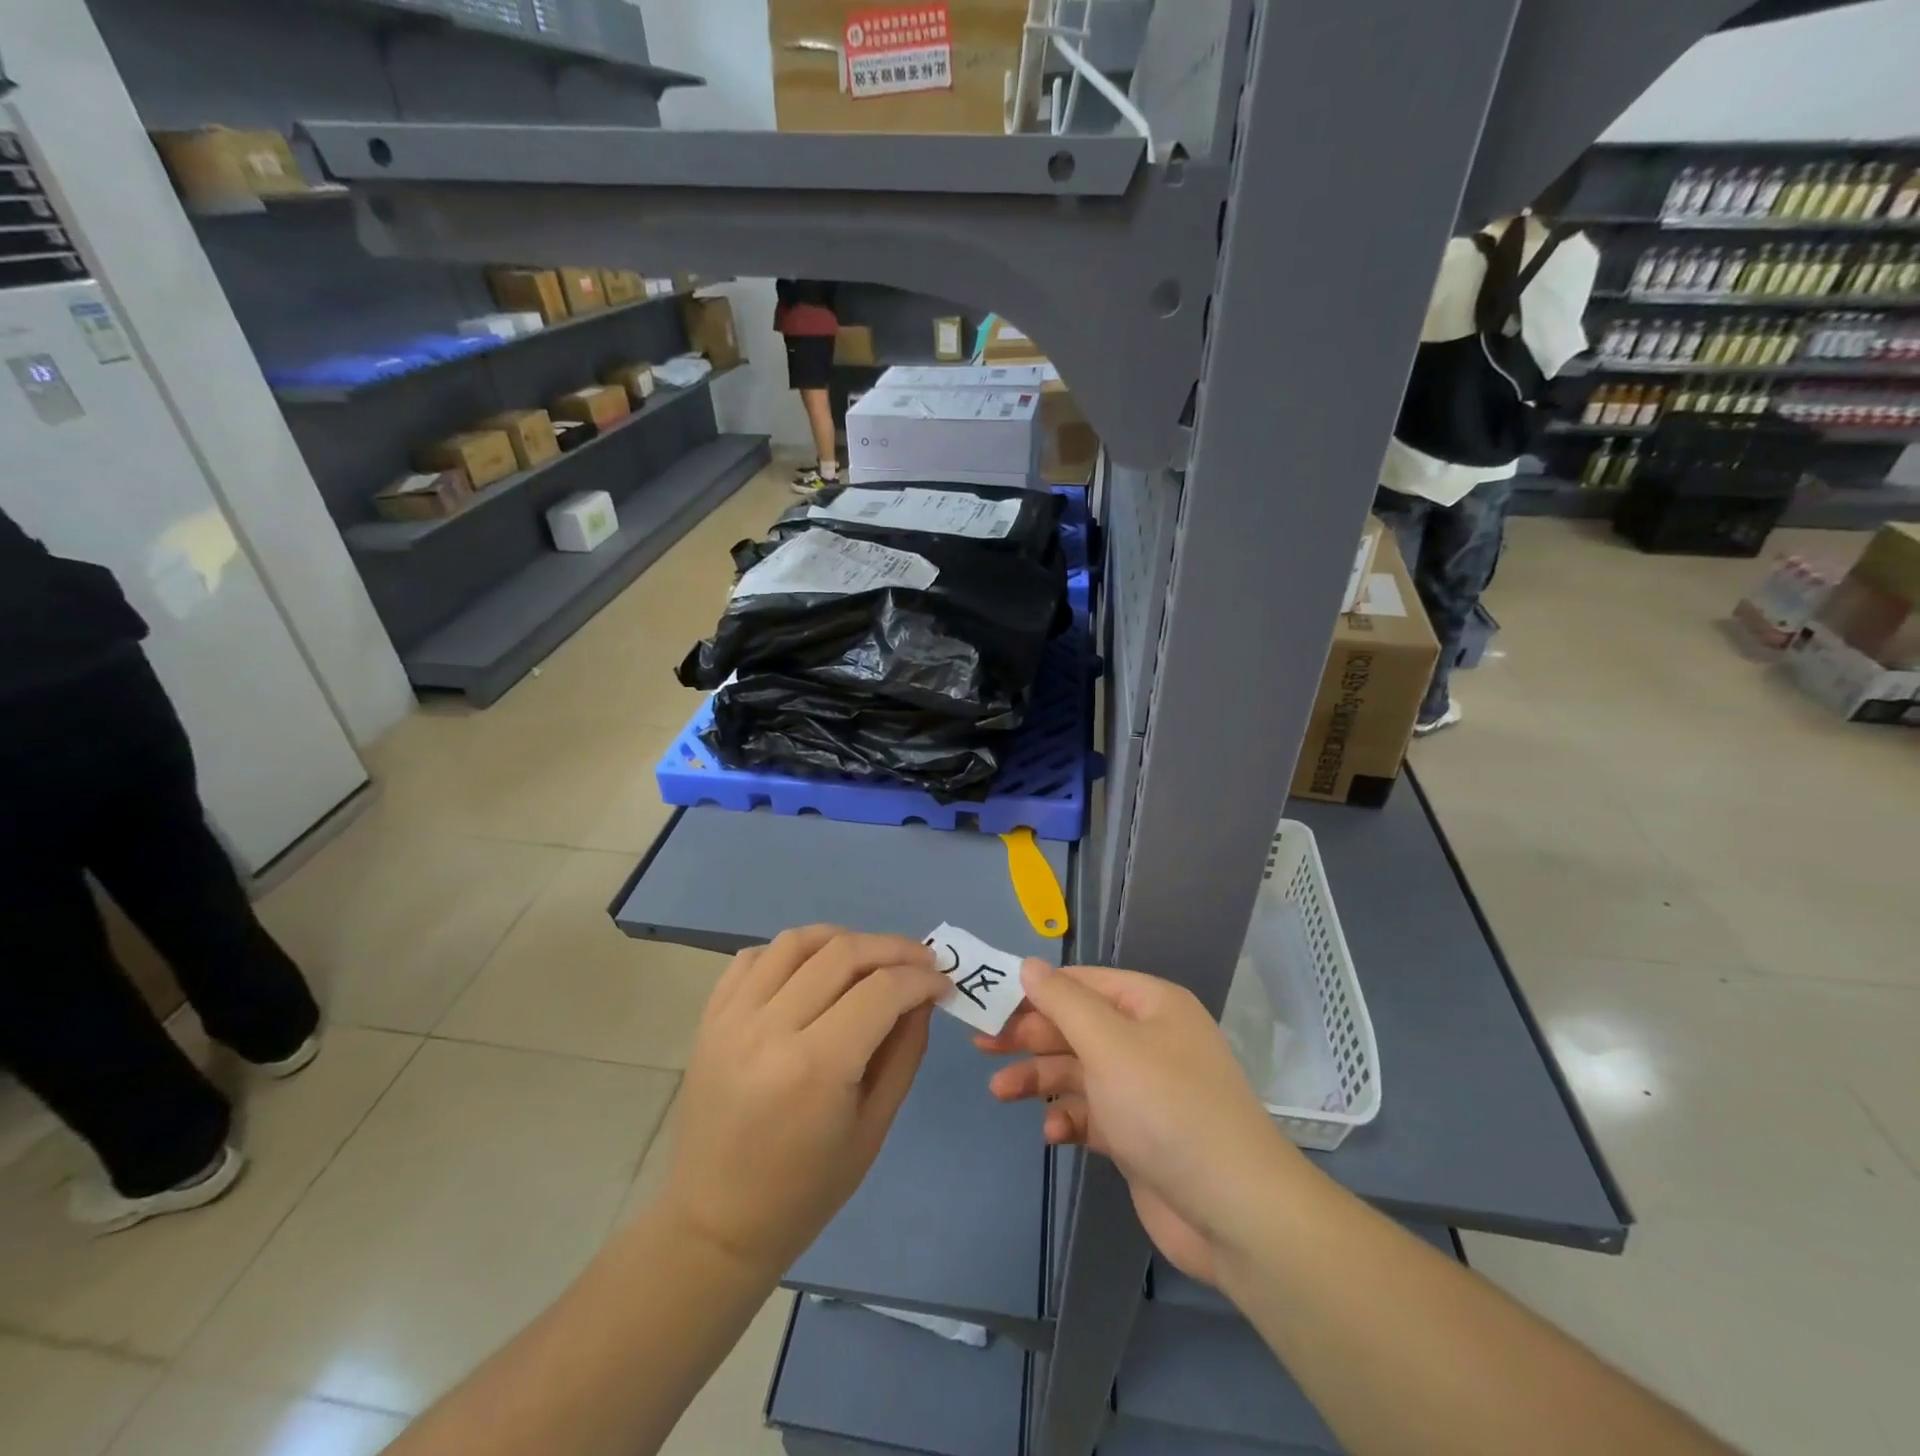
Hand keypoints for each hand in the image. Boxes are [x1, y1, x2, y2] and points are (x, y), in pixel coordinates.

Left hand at [663, 926, 951, 1275]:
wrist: (715, 1223)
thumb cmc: (805, 1190)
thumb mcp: (873, 1127)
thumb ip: (904, 1052)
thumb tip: (923, 997)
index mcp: (816, 1067)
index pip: (882, 990)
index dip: (922, 978)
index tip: (943, 983)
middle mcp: (771, 1028)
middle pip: (843, 953)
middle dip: (894, 948)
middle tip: (921, 961)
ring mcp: (733, 1018)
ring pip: (797, 942)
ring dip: (844, 938)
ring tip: (869, 957)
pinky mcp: (711, 1017)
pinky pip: (754, 956)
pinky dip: (792, 951)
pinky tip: (813, 970)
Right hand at [977, 962, 1302, 1285]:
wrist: (1234, 1211)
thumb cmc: (1166, 1108)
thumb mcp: (1109, 1044)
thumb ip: (1063, 1002)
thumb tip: (1029, 965)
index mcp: (1150, 1005)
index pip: (1083, 983)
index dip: (1037, 990)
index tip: (991, 1000)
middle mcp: (1149, 1039)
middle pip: (1077, 1027)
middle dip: (1031, 1037)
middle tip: (983, 1045)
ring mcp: (1144, 1089)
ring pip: (1080, 1071)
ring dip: (1041, 1079)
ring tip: (999, 1092)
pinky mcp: (1139, 1135)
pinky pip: (1093, 1114)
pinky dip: (1070, 1118)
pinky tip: (1052, 1132)